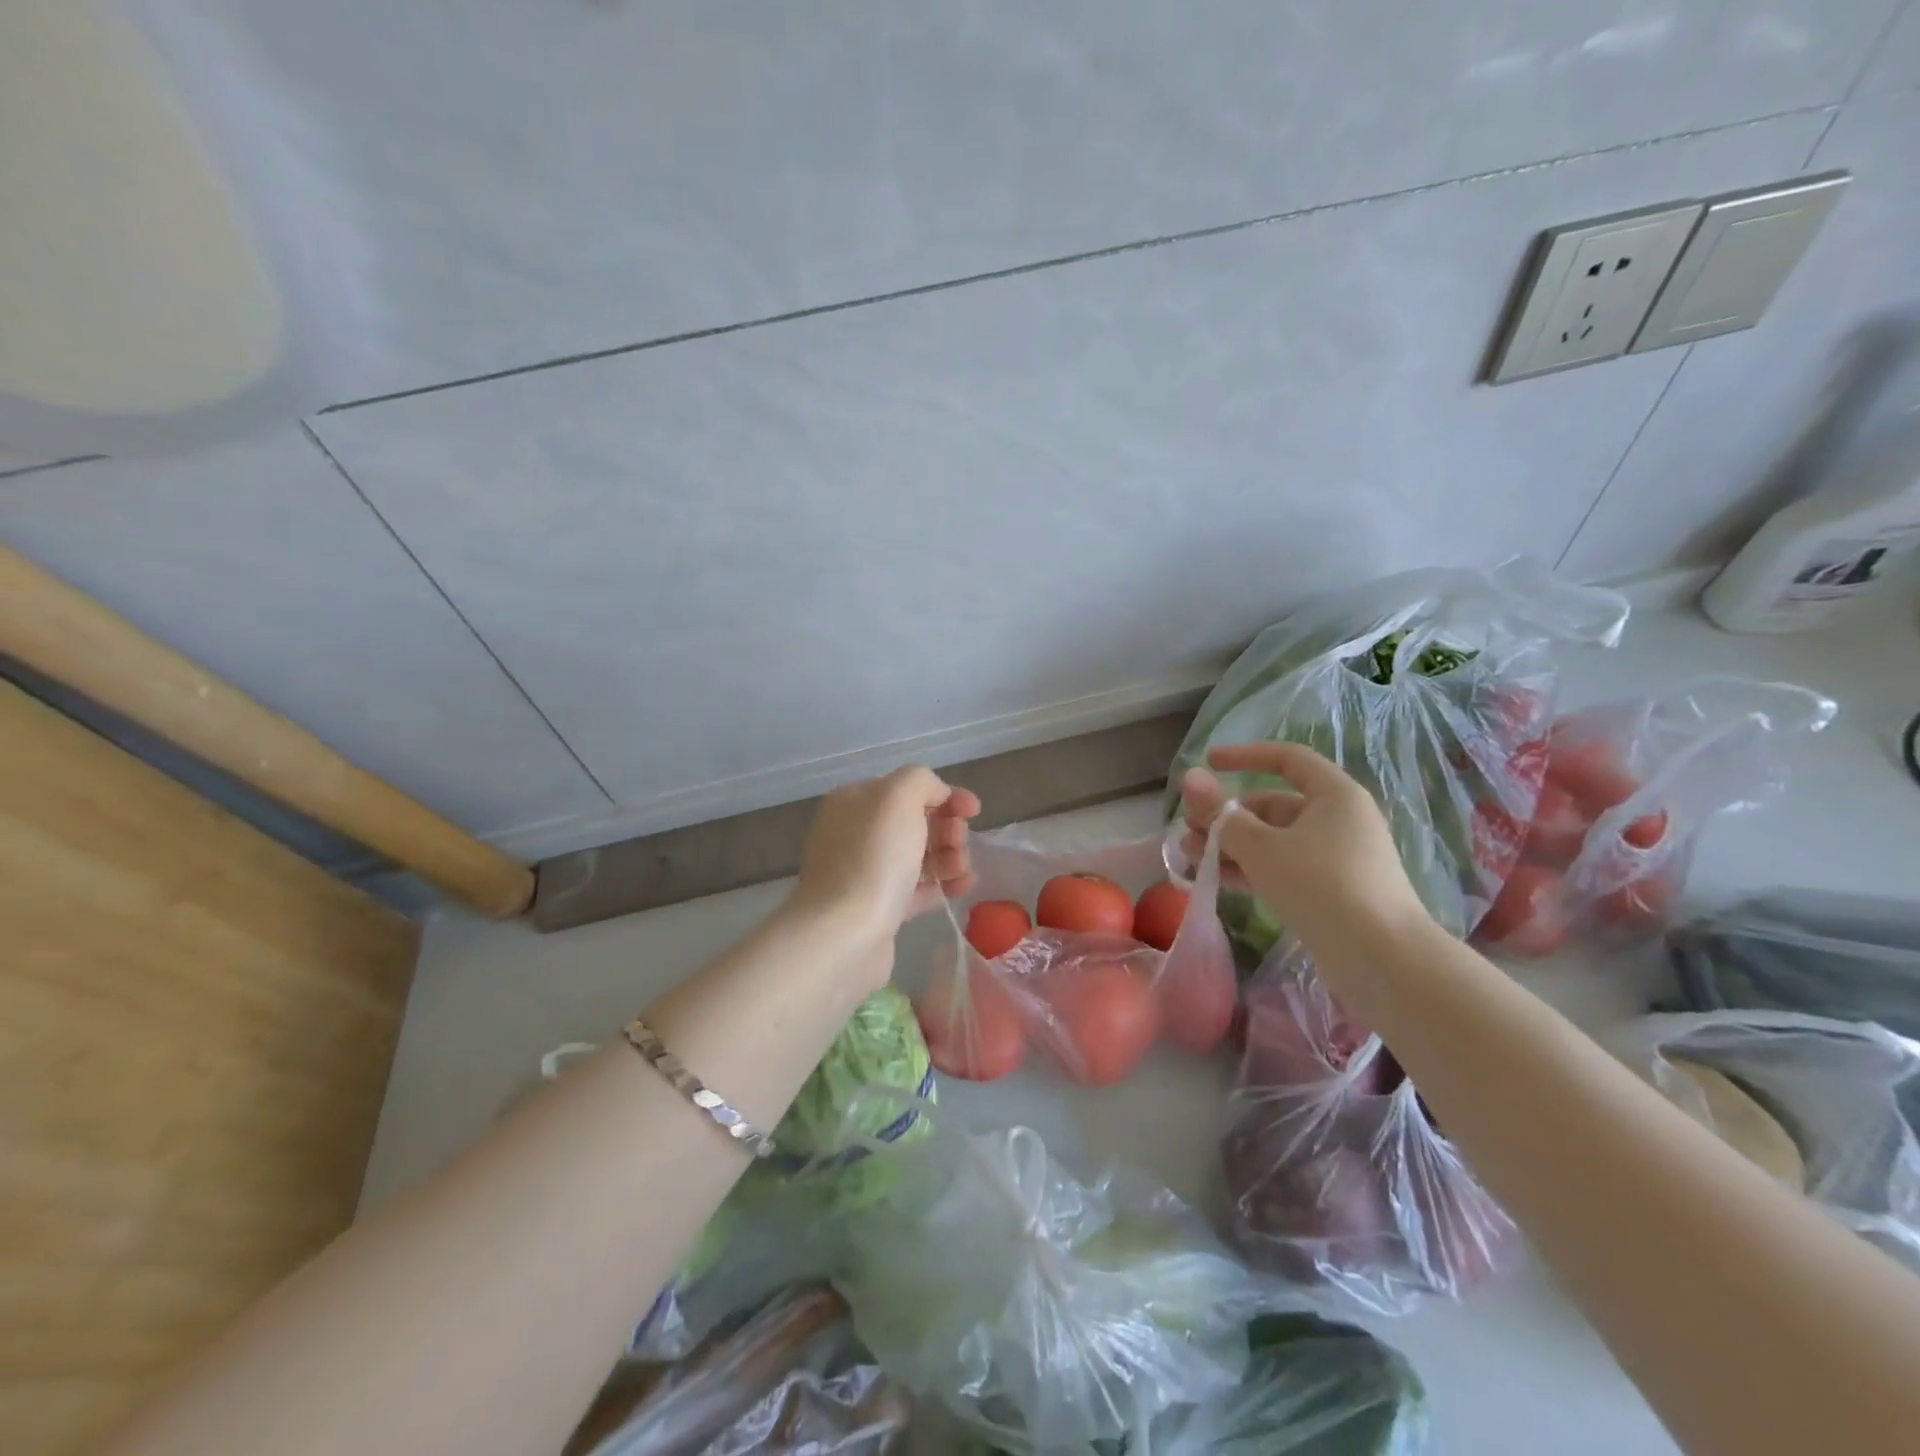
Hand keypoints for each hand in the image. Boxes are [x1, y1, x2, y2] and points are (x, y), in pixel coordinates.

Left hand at [791, 767, 979, 945]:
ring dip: (949, 857)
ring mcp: (864, 872)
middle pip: (914, 822)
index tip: (973, 811)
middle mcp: (855, 833)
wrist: (845, 932)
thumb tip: (937, 795)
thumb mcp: (899, 797)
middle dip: (947, 828)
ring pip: (917, 856)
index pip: (905, 788)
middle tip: (959, 843)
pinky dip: (942, 885)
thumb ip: (921, 781)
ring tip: (963, 870)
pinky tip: (961, 888)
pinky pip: (916, 889)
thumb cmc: (874, 857)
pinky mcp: (877, 908)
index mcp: (854, 801)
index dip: (944, 795)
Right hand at [1181, 742, 1431, 957]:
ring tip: (1190, 856)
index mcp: (1333, 795)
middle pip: (1272, 805)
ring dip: (1230, 845)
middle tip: (1188, 830)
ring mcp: (1335, 858)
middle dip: (1226, 816)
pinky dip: (1250, 869)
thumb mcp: (1261, 847)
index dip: (1244, 756)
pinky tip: (1216, 879)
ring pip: (1273, 840)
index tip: (1208, 763)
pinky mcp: (1330, 891)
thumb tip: (1190, 777)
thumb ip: (1221, 814)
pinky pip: (1282, 868)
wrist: (1383, 960)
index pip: (1286, 759)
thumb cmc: (1321, 886)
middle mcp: (1337, 820)